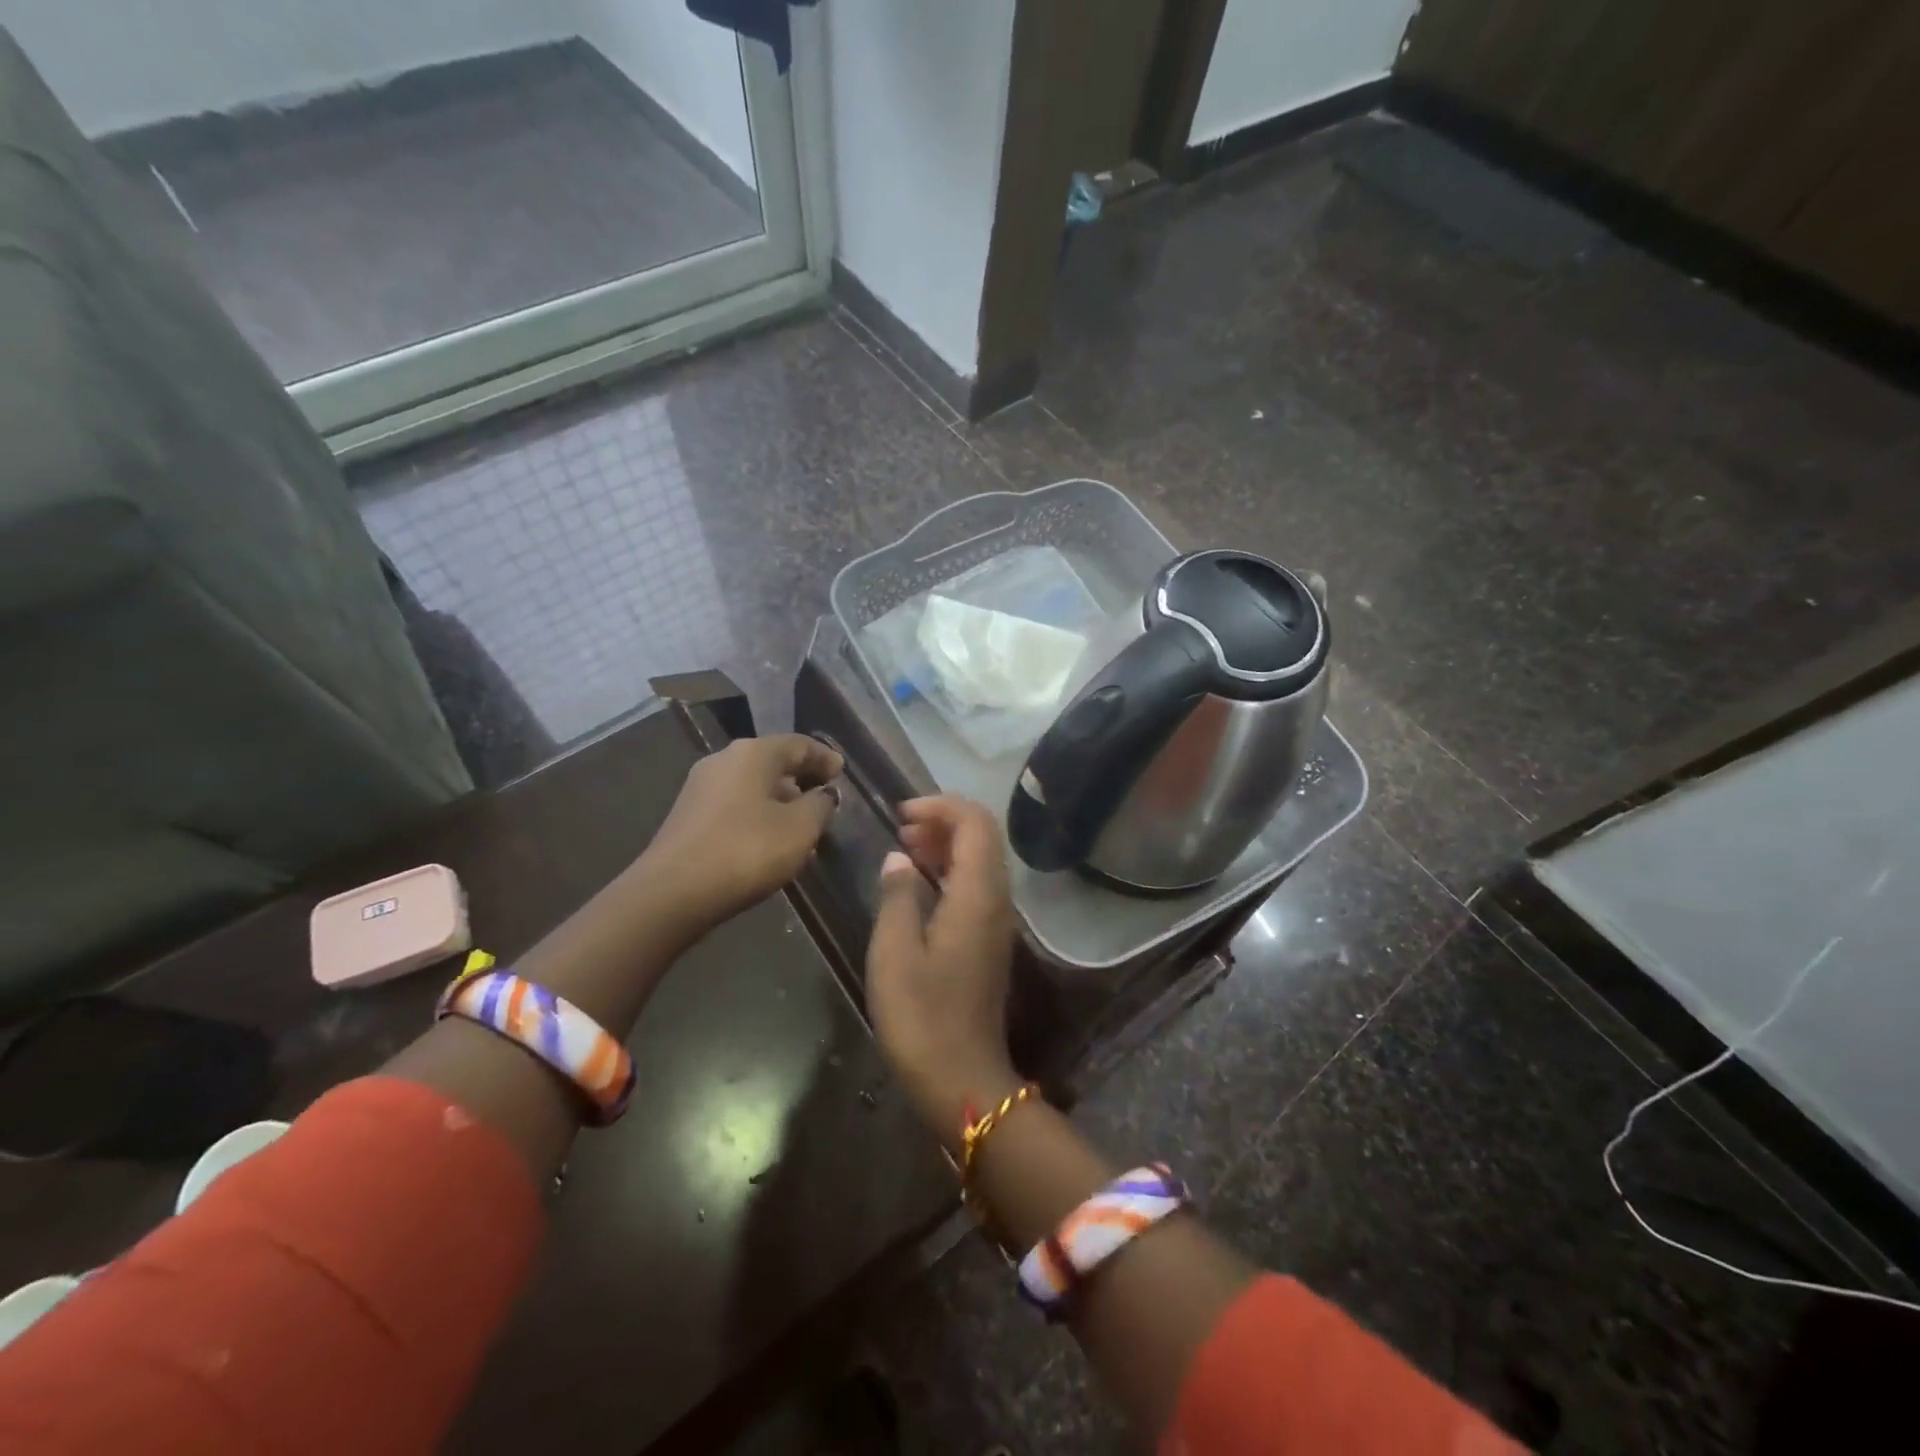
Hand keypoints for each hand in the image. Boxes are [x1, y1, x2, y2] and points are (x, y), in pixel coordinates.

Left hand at [633, 734, 842, 939]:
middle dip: (802, 780)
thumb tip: (824, 794)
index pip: (798, 744)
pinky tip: (770, 842)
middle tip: (825, 801)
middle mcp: (724, 760)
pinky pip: (735, 807)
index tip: (842, 773)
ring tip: (802, 829)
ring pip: (753, 787)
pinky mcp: (689, 817)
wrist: (672, 893)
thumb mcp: (800, 829)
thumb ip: (820, 805)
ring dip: (780, 803)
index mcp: (753, 753)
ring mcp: (701, 788)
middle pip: (773, 763)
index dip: (824, 757)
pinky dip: (759, 816)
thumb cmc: (746, 850)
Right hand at [866, 796, 1020, 1148]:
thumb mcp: (894, 953)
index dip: (941, 805)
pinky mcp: (988, 940)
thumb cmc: (922, 1017)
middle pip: (983, 836)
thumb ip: (897, 896)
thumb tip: (898, 859)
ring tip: (904, 847)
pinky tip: (919, 883)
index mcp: (977, 895)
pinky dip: (950, 869)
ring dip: (946, 844)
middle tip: (900, 828)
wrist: (962, 1078)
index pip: (975, 822)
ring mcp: (996, 921)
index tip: (902, 813)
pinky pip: (976, 885)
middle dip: (943, 820)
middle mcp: (996, 900)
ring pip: (980, 860)